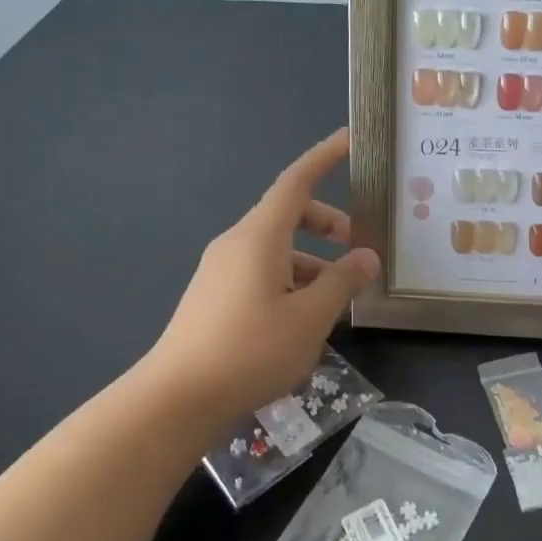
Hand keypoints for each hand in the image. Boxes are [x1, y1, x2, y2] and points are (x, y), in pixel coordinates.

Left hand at [140, 130, 378, 424]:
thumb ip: (342, 282)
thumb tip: (366, 257)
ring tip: (338, 299)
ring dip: (312, 261)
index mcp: (259, 237)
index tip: (350, 140)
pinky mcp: (214, 297)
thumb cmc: (250, 351)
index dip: (324, 158)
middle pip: (288, 215)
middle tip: (357, 248)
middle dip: (327, 224)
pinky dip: (290, 280)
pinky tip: (305, 320)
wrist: (176, 399)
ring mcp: (220, 271)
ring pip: (276, 249)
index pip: (297, 181)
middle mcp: (237, 244)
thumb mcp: (310, 318)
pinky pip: (260, 272)